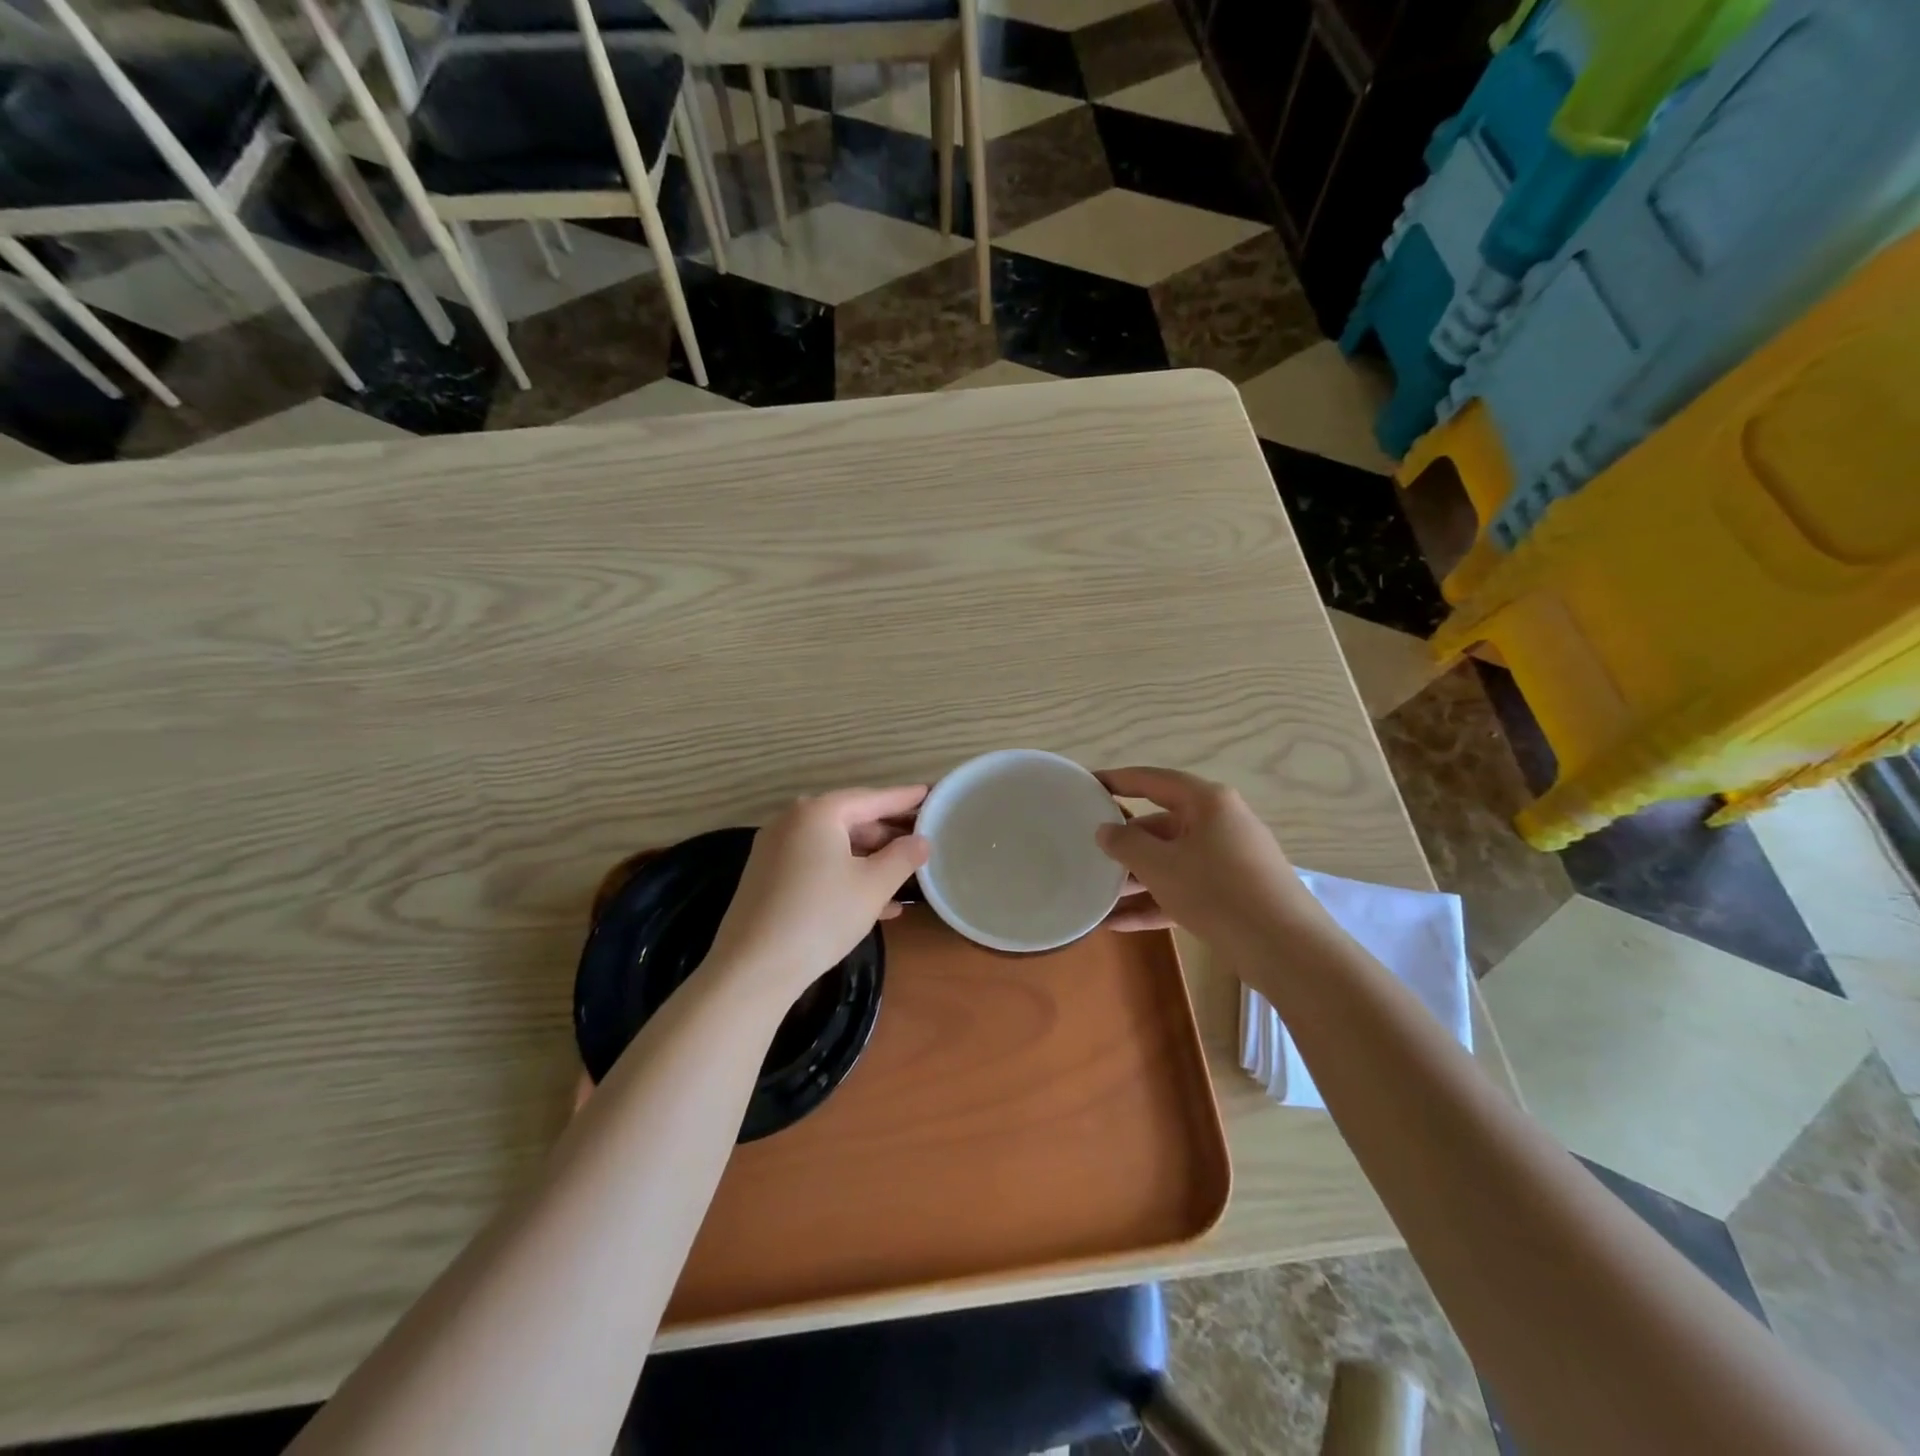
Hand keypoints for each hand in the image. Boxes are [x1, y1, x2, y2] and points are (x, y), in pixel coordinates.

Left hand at [706, 786, 930, 1003]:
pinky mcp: (767, 877)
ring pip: (833, 846)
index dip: (903, 798)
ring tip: (903, 875)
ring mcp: (775, 850)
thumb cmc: (822, 916)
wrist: (753, 967)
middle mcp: (792, 822)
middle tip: (919, 841)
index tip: (930, 793)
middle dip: (886, 834)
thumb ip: (903, 857)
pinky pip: (815, 865)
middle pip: (849, 820)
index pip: (871, 798)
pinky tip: (873, 903)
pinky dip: (844, 875)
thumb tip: (922, 840)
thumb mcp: (873, 886)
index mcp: (818, 812)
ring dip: (868, 860)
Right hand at [1094, 767, 1322, 948]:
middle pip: (1161, 824)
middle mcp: (1220, 823)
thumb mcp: (1160, 866)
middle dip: (1125, 843)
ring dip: (1136, 878)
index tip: (1088, 783)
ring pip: (1172, 860)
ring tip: (1099, 894)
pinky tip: (1119, 923)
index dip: (1117, 780)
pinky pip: (1185, 888)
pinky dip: (1156, 901)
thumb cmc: (1217, 891)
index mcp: (1206, 802)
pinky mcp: (1233, 893)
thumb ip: (1125, 844)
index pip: (1152, 780)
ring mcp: (1229, 859)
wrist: (1286, 949)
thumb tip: (1105, 830)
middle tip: (1089, 851)